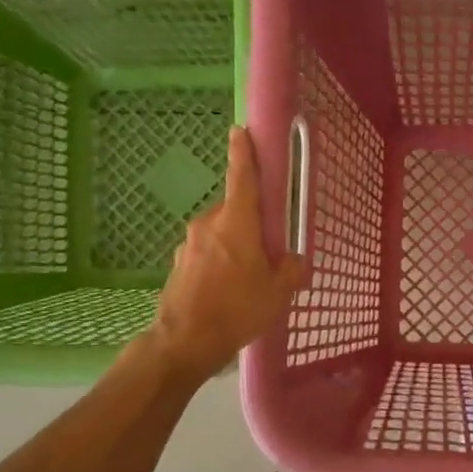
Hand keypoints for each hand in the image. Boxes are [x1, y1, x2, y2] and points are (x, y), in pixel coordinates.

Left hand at [150, 126, 303, 378]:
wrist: (185, 341)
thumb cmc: (237, 308)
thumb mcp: (278, 291)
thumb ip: (291, 269)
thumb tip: (294, 260)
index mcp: (236, 222)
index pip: (241, 176)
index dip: (244, 152)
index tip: (241, 131)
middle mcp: (209, 224)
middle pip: (234, 211)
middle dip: (250, 223)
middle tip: (267, 250)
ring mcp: (189, 244)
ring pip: (220, 234)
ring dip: (234, 246)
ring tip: (248, 279)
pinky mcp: (178, 264)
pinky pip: (206, 254)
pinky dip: (218, 263)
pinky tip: (227, 292)